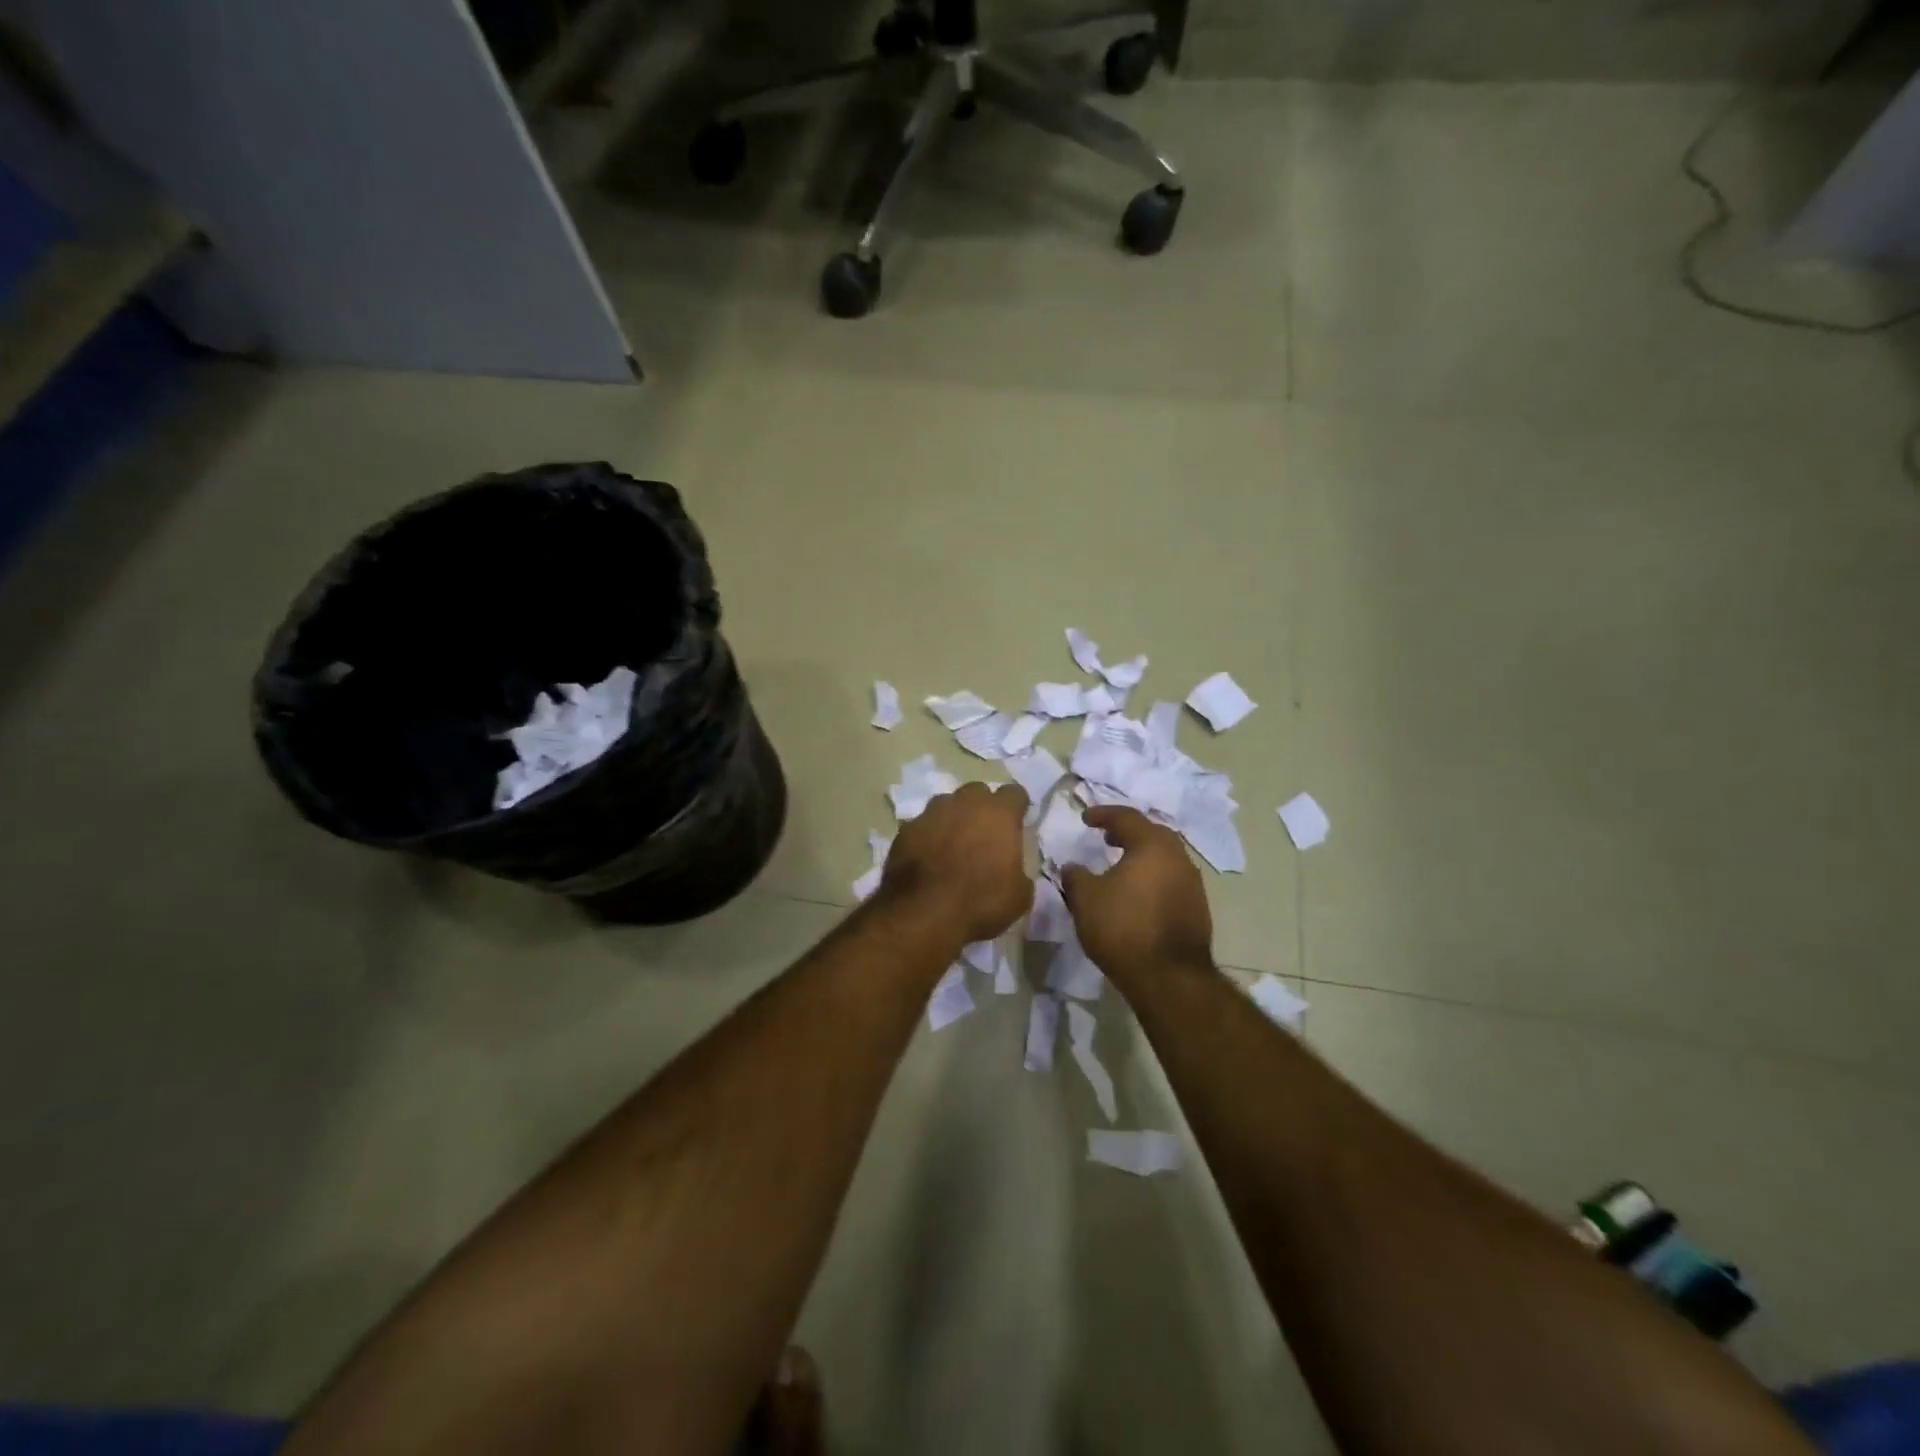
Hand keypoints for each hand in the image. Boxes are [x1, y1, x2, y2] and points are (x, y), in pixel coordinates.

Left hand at [880, 782, 1032, 944]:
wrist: (923, 914)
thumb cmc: (980, 903)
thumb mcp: (1019, 897)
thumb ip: (1019, 872)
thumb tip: (1013, 872)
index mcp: (999, 814)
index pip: (1014, 793)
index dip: (1017, 808)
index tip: (1017, 823)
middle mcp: (965, 804)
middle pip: (977, 792)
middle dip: (982, 808)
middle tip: (983, 834)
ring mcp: (931, 813)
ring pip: (946, 804)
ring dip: (952, 818)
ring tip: (953, 844)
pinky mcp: (906, 830)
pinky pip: (922, 825)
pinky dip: (927, 836)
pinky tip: (927, 857)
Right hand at [1061, 807, 1212, 985]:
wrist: (1169, 978)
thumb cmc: (1123, 928)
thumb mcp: (1086, 899)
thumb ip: (1075, 876)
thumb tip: (1072, 867)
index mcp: (1152, 845)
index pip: (1126, 818)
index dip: (1103, 814)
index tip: (1085, 818)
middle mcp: (1178, 858)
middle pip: (1152, 834)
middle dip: (1128, 832)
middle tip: (1107, 838)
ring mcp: (1192, 884)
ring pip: (1165, 858)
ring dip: (1142, 856)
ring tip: (1121, 866)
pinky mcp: (1198, 908)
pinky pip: (1171, 880)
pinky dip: (1152, 878)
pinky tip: (1138, 894)